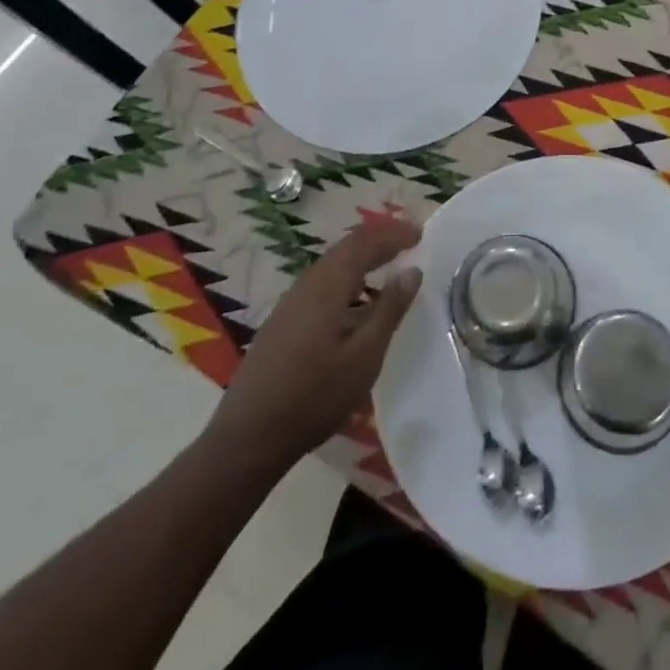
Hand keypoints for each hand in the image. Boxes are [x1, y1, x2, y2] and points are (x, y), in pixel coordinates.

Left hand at [200, 211, 422, 476]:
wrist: (249, 437)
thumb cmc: (314, 396)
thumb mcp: (364, 356)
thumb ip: (389, 310)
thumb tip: (412, 271)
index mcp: (328, 286)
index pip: (364, 242)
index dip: (394, 233)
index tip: (421, 234)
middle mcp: (307, 283)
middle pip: (346, 247)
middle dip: (379, 239)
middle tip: (410, 243)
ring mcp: (291, 302)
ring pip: (333, 263)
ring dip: (363, 257)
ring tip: (389, 265)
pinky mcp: (284, 320)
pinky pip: (323, 281)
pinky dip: (348, 276)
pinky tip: (357, 299)